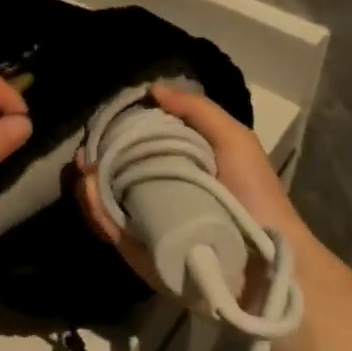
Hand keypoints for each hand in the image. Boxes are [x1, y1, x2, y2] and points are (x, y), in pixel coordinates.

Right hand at [75, 84, 313, 294]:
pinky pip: (110, 229)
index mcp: (178, 165)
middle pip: (113, 171)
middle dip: (96, 156)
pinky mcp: (139, 252)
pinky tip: (89, 191)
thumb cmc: (254, 195)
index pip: (138, 143)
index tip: (103, 120)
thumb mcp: (234, 140)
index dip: (118, 130)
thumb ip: (197, 110)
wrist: (267, 261)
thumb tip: (152, 89)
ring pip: (104, 199)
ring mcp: (145, 223)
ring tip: (84, 167)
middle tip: (86, 148)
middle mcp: (157, 192)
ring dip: (88, 182)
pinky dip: (96, 211)